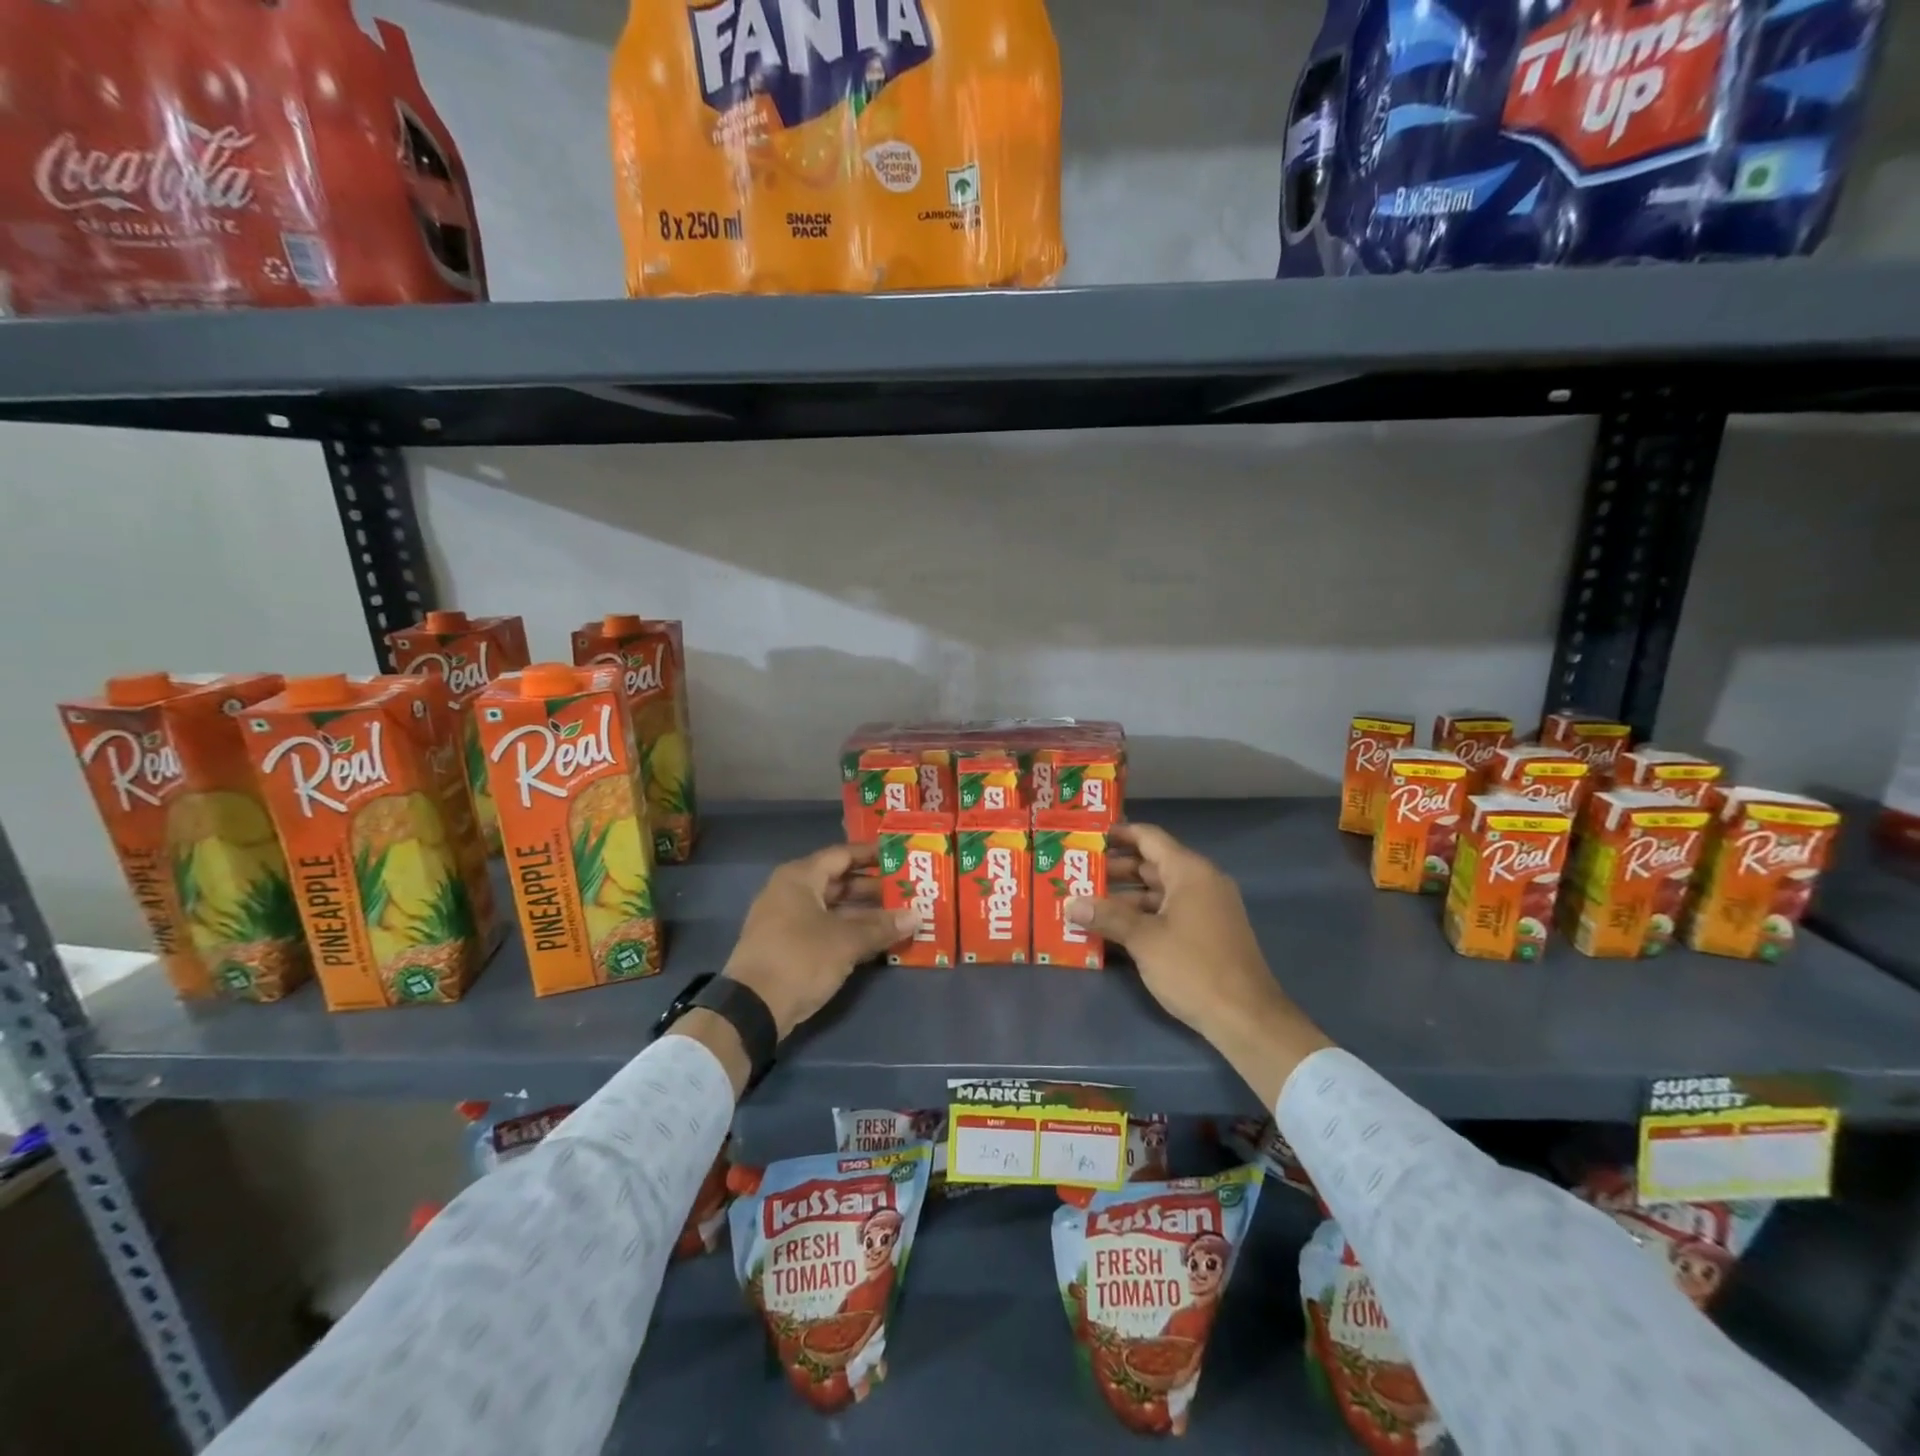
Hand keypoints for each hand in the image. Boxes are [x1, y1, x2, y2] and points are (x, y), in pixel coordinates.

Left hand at [722, 843, 917, 1040]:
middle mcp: (790, 892)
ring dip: (864, 913)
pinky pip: (824, 928)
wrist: (752, 1008)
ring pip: (833, 908)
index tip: (901, 857)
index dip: (872, 855)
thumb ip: (881, 927)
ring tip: (899, 917)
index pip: (842, 855)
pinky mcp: (787, 946)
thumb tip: (915, 916)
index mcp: (800, 877)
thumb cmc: (800, 958)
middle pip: (838, 882)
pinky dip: (848, 931)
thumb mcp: (846, 942)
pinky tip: (877, 940)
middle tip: (907, 891)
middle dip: (873, 888)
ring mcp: (787, 920)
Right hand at [1065, 823, 1332, 1107]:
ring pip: (1159, 890)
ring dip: (1125, 896)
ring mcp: (1207, 907)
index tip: (1086, 837)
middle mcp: (1201, 881)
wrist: (1246, 1018)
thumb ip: (1106, 916)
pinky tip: (1114, 929)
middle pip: (1152, 863)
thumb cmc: (1193, 968)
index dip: (1118, 834)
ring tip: (1088, 903)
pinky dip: (1143, 914)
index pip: (1149, 837)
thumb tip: (1070, 903)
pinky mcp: (1208, 932)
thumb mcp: (1144, 940)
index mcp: (1189, 871)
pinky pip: (1169, 911)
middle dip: (1115, 869)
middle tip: (1077, 874)